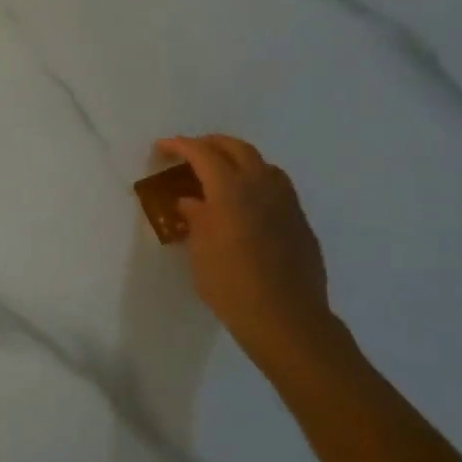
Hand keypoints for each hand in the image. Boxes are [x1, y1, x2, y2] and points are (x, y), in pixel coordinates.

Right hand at [155, 135, 331, 352]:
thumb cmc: (230, 282)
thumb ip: (196, 217)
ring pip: (262, 165)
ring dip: (237, 160)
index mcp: (231, 191)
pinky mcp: (299, 222)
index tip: (161, 146)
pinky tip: (244, 202)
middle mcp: (262, 188)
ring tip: (218, 173)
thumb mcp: (199, 249)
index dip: (180, 146)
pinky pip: (276, 187)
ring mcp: (286, 204)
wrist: (284, 317)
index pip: (203, 154)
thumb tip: (191, 201)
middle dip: (210, 144)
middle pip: (237, 149)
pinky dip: (255, 181)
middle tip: (189, 152)